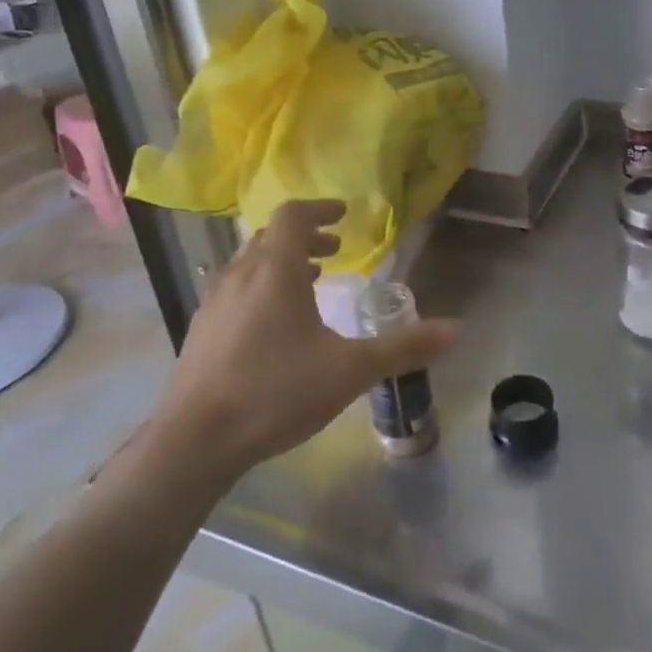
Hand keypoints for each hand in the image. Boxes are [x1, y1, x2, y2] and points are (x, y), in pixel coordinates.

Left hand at [150, 200, 457, 479]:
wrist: (194, 441)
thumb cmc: (276, 392)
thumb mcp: (350, 371)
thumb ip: (403, 347)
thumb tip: (456, 329)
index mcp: (275, 270)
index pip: (293, 216)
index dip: (319, 209)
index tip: (343, 215)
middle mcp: (240, 275)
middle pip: (270, 236)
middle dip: (304, 236)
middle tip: (333, 249)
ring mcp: (214, 302)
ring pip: (250, 263)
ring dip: (282, 261)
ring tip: (310, 281)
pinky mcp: (201, 330)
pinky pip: (236, 289)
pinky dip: (261, 286)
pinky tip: (275, 324)